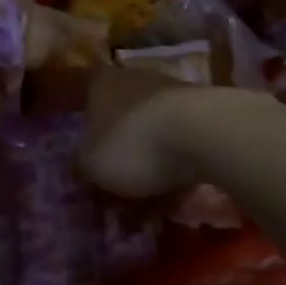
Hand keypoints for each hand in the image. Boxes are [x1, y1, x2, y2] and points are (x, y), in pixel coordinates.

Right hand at [78, 67, 205, 197]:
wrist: (205, 134)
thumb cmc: (133, 143)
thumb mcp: (91, 165)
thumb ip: (80, 167)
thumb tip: (82, 170)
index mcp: (101, 82)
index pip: (84, 100)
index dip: (83, 133)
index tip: (86, 163)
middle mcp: (134, 79)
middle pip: (119, 120)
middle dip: (118, 156)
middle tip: (116, 193)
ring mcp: (171, 93)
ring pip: (151, 134)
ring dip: (149, 166)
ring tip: (150, 206)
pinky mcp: (203, 113)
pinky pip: (179, 145)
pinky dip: (175, 168)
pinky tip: (176, 197)